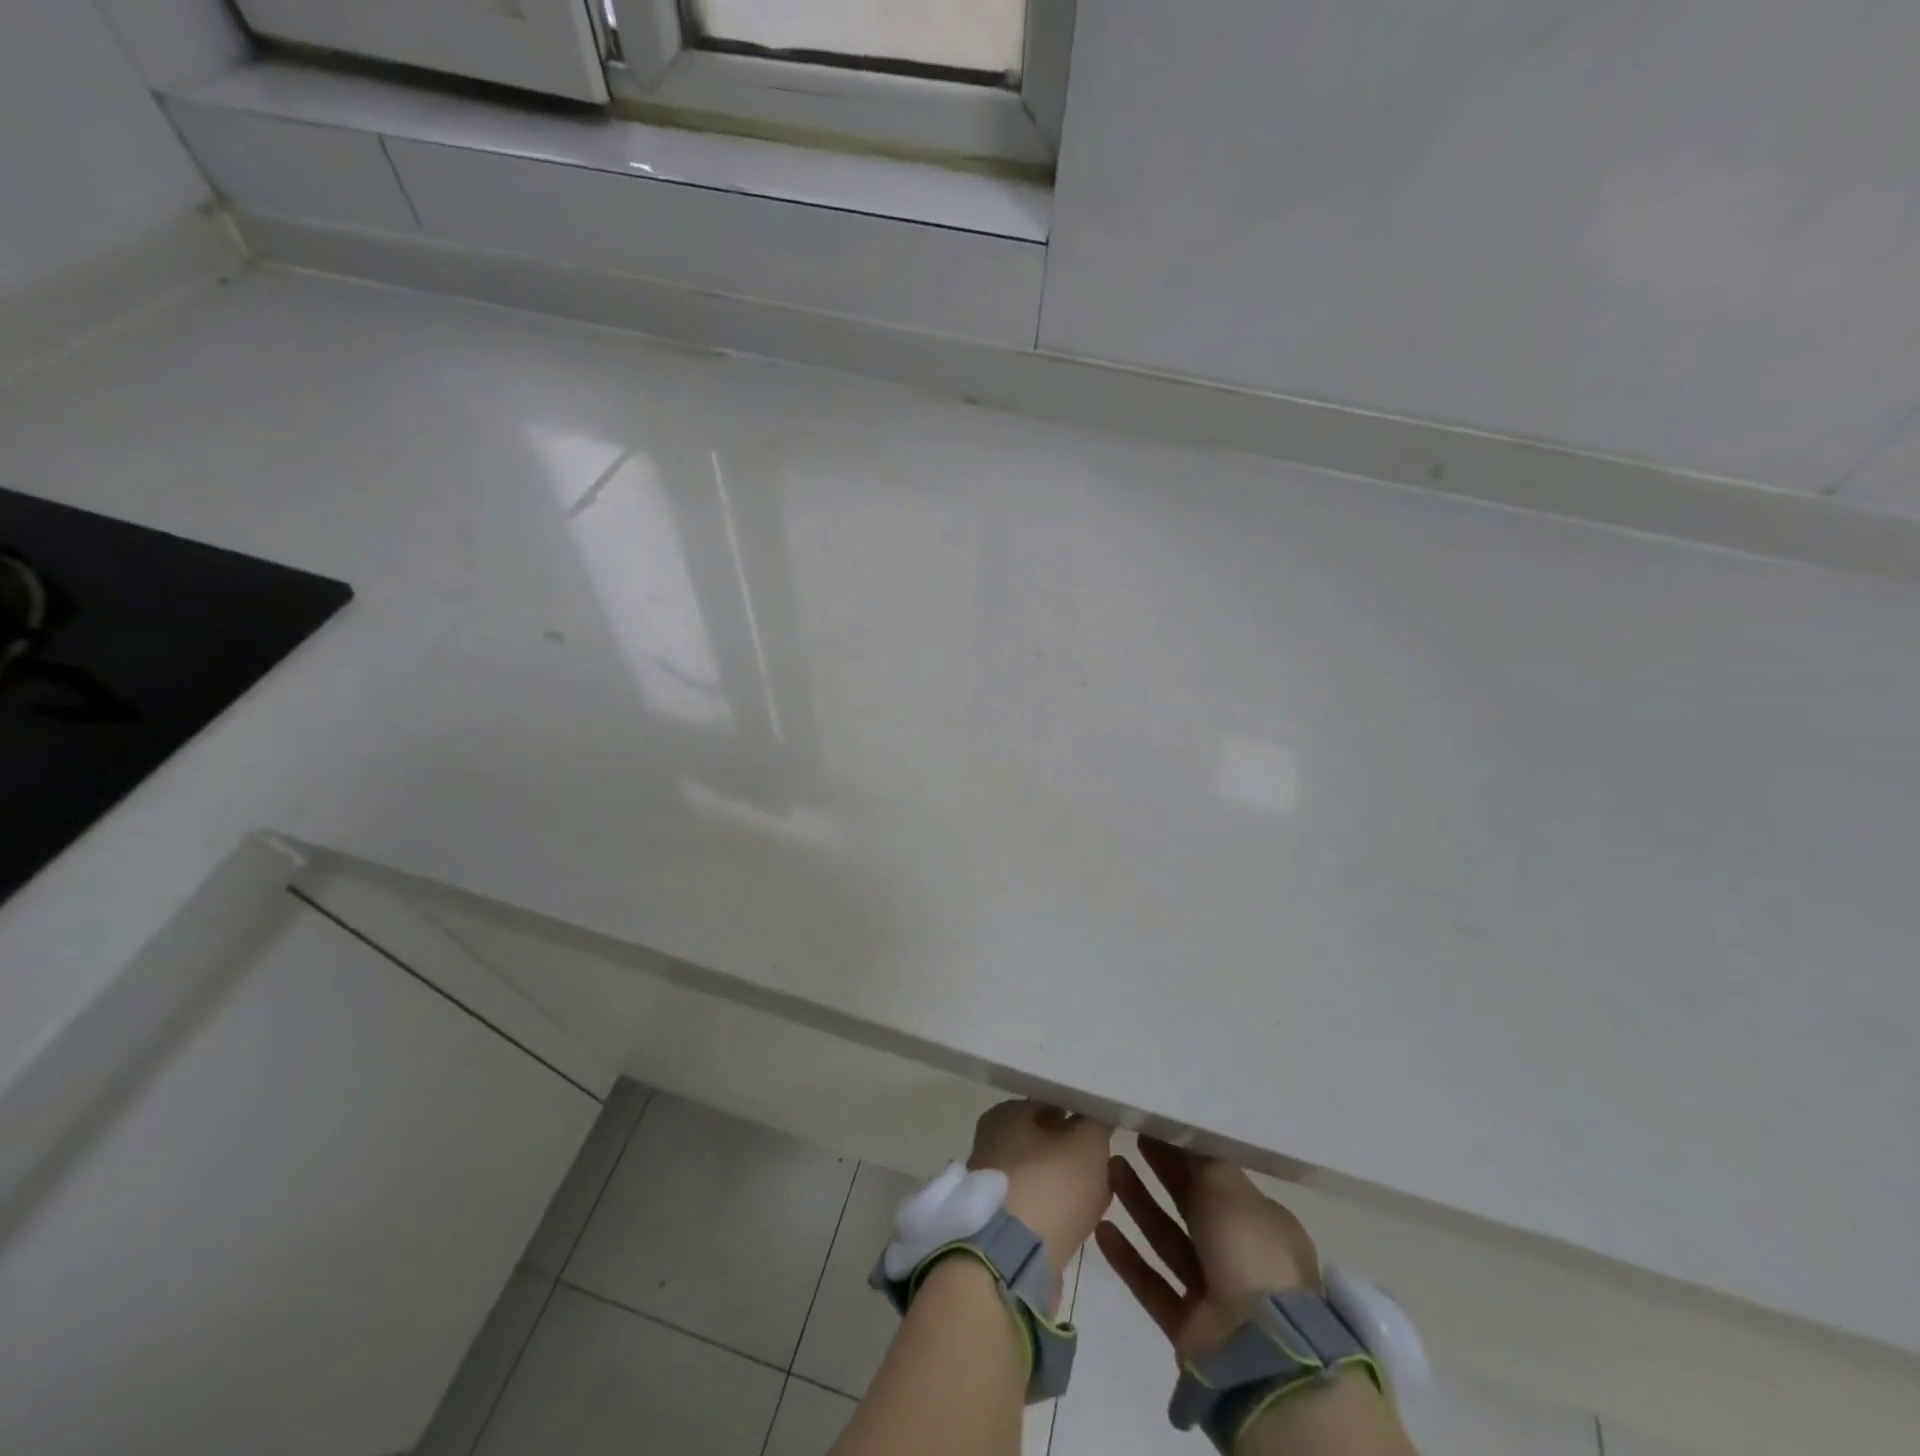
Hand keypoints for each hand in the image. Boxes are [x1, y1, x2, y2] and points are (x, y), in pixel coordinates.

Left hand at [968, 1100, 1113, 1279]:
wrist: (1008, 1261)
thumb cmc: (1048, 1186)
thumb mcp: (1087, 1144)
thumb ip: (1096, 1123)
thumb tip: (1097, 1115)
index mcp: (1006, 1113)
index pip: (1050, 1103)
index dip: (1079, 1116)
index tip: (1102, 1133)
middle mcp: (991, 1141)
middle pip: (1043, 1141)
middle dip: (1071, 1153)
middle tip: (1102, 1167)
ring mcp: (991, 1185)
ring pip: (1040, 1176)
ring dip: (1064, 1186)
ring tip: (1094, 1198)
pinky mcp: (995, 1224)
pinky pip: (1035, 1209)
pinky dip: (1054, 1214)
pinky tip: (1075, 1224)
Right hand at [1096, 1136, 1319, 1362]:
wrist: (1258, 1350)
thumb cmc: (1249, 1252)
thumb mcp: (1229, 1188)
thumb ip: (1201, 1158)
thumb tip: (1183, 1130)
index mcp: (1261, 1223)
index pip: (1219, 1178)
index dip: (1187, 1151)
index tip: (1156, 1126)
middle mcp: (1240, 1256)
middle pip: (1192, 1205)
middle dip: (1161, 1172)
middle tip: (1128, 1138)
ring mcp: (1215, 1294)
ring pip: (1169, 1240)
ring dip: (1139, 1206)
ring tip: (1109, 1169)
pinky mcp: (1190, 1326)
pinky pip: (1153, 1284)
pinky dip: (1128, 1258)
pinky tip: (1101, 1229)